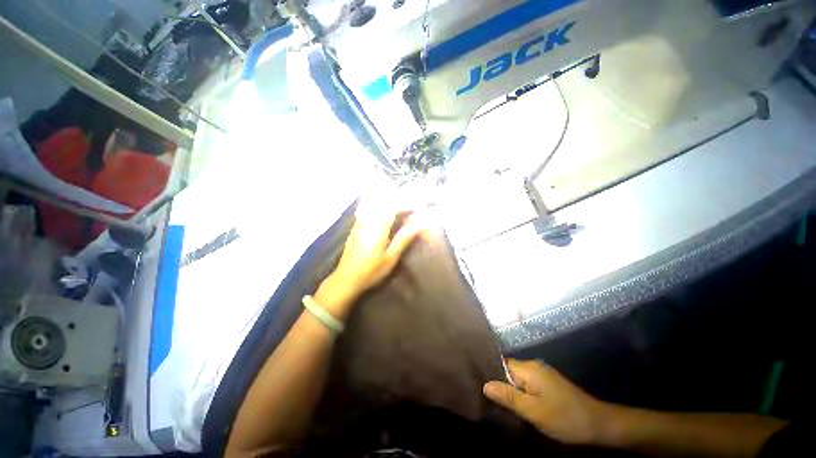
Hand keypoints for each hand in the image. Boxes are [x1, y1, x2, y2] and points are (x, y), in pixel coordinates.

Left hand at [316, 194, 424, 317]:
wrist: (346, 278)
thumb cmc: (371, 271)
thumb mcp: (391, 258)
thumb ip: (403, 239)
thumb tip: (418, 225)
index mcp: (378, 229)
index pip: (392, 208)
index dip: (404, 204)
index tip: (415, 206)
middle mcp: (368, 222)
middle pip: (381, 201)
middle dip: (395, 197)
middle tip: (407, 198)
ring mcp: (359, 223)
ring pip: (371, 202)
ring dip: (383, 196)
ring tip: (394, 193)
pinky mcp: (355, 226)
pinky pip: (364, 207)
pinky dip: (372, 200)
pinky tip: (376, 200)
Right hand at [484, 359, 614, 445]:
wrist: (600, 424)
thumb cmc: (565, 418)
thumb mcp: (534, 411)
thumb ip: (509, 397)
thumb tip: (485, 385)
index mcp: (529, 368)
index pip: (501, 364)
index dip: (490, 375)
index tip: (480, 388)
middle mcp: (534, 366)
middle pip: (508, 371)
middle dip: (500, 385)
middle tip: (490, 401)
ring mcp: (542, 374)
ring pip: (518, 379)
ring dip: (511, 391)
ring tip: (501, 405)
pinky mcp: (548, 383)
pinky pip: (527, 384)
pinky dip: (521, 393)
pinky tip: (519, 406)